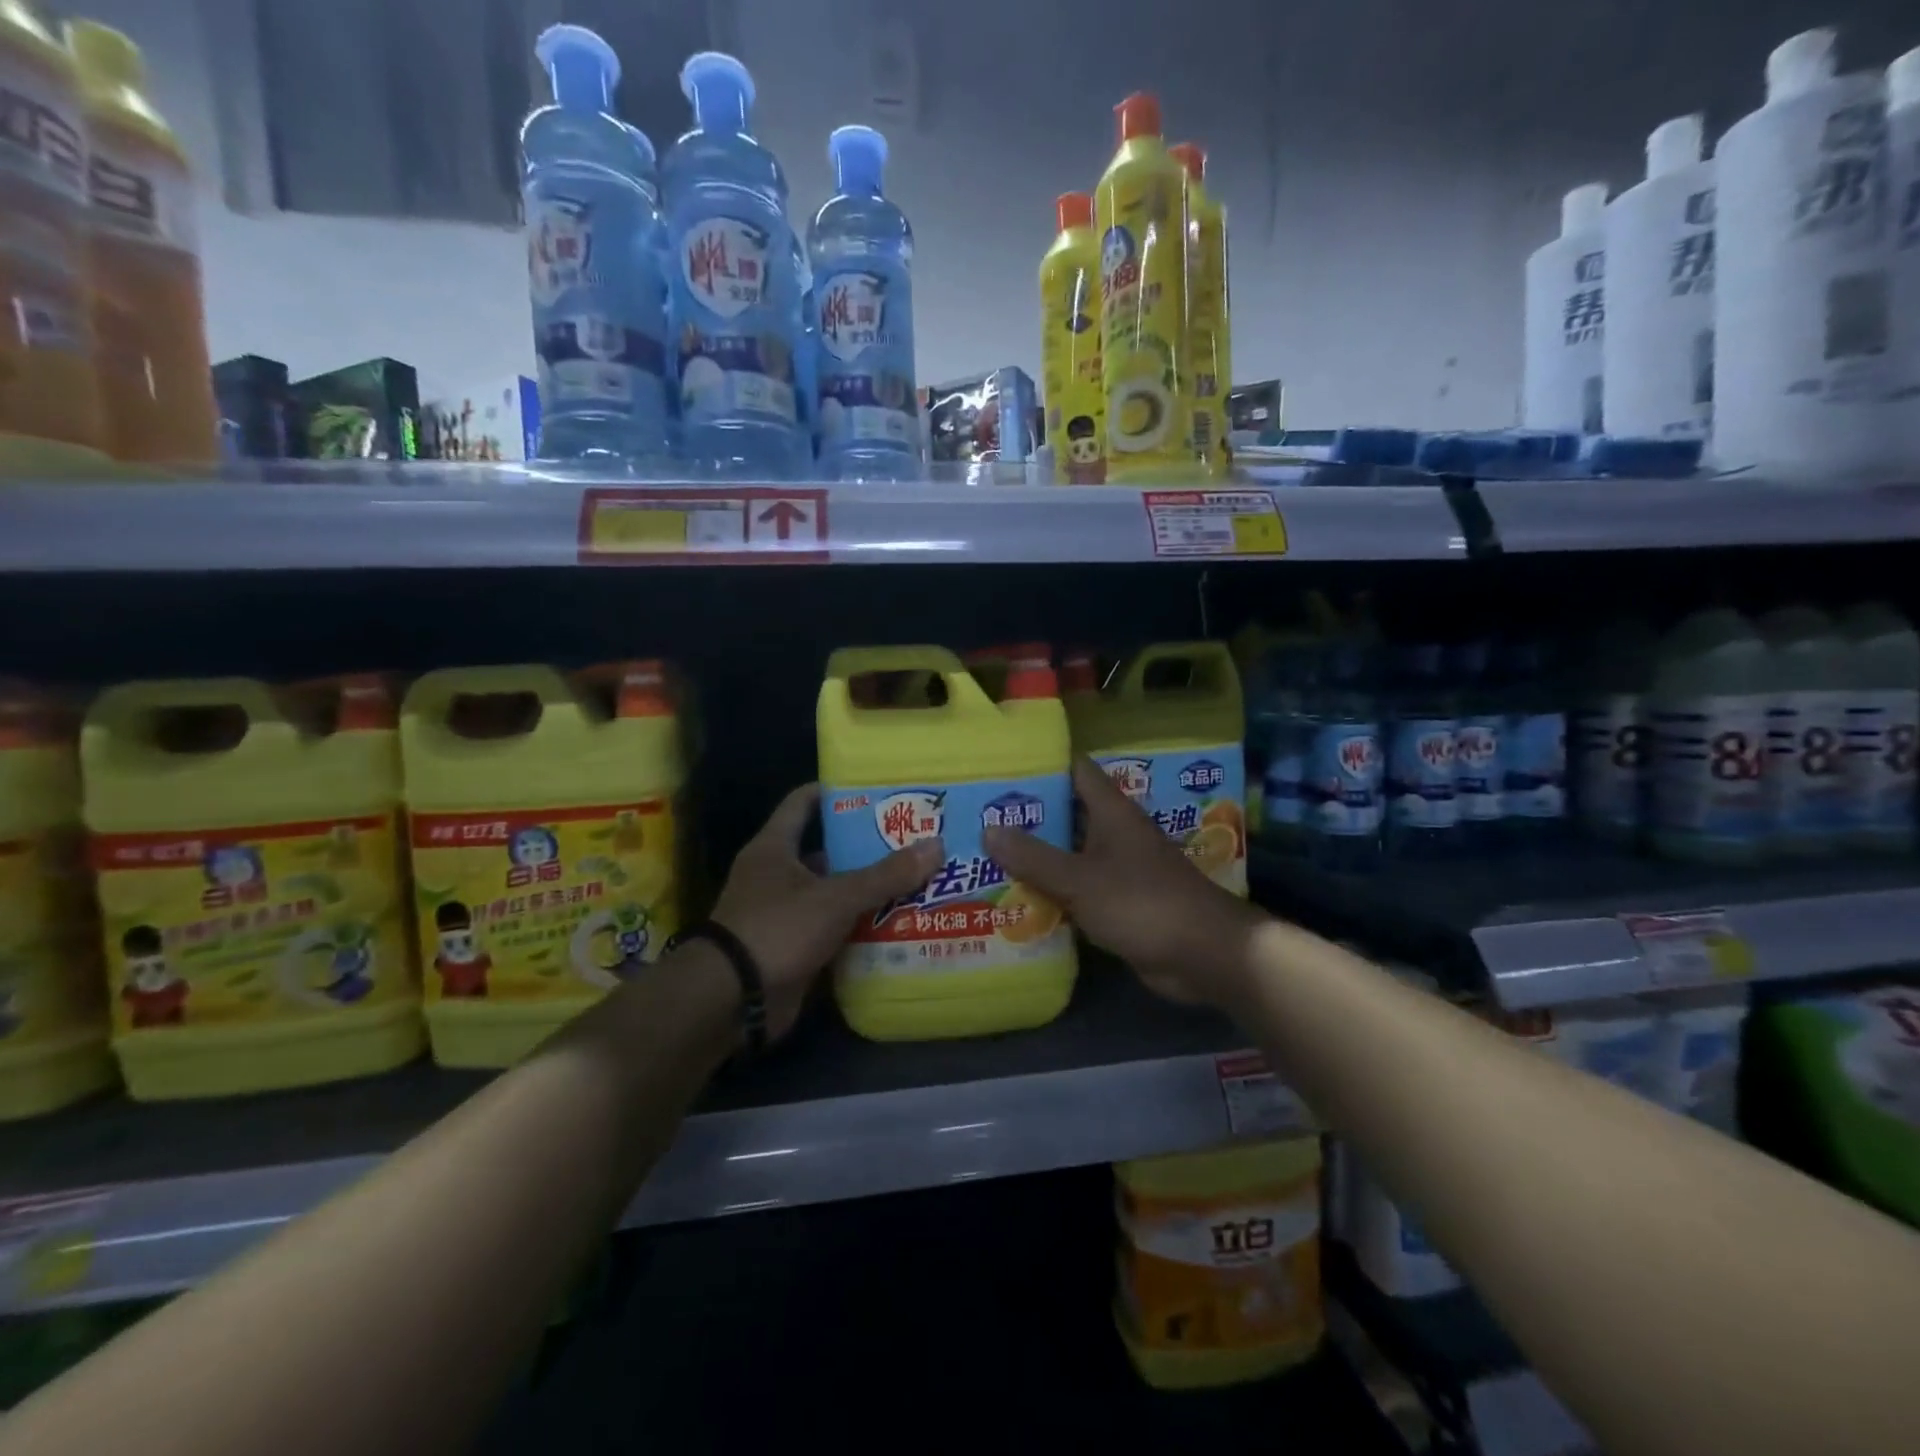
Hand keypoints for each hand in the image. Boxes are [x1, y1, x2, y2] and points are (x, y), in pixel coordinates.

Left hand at [711, 783, 942, 1040]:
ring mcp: (785, 914)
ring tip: (918, 880)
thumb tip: (936, 845)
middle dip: (867, 848)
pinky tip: (899, 924)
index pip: (803, 803)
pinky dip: (860, 928)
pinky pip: (834, 930)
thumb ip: (885, 875)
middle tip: (913, 840)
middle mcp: (777, 875)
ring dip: (868, 891)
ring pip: (834, 893)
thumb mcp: (835, 897)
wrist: (732, 1000)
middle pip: (827, 851)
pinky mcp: (794, 948)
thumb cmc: (777, 929)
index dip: (836, 792)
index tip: (876, 790)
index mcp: (775, 848)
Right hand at [984, 757, 1264, 1009]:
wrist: (1202, 954)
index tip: (1000, 766)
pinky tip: (1016, 897)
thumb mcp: (1081, 879)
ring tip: (984, 853)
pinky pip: (1078, 888)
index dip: (1040, 764)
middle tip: (978, 816)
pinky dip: (1052, 890)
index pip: (1074, 770)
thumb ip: (1034, 857)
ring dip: (1036, 856)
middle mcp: (1114, 833)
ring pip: (1069, 853)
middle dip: (1027, 816)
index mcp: (1111, 812)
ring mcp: (1118, 868)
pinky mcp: (1118, 901)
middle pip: (1066, 813)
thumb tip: (989, 830)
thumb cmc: (1142, 902)